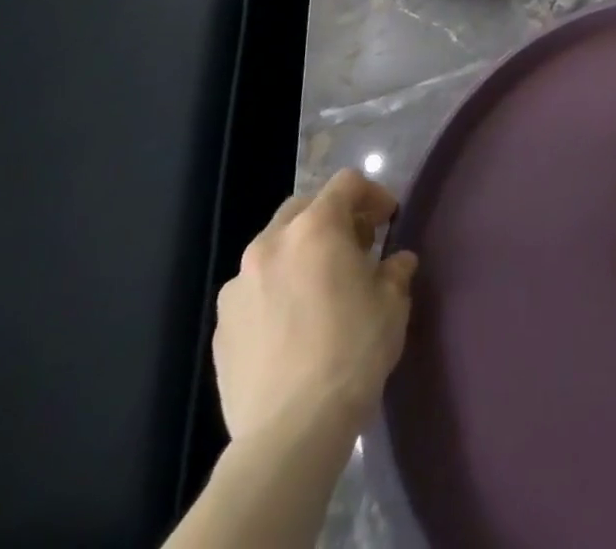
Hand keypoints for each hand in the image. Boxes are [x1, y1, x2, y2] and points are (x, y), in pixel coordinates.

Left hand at [212, 170, 418, 448]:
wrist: (290, 432)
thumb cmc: (352, 351)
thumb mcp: (393, 303)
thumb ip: (394, 270)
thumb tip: (396, 263)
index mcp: (315, 228)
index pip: (347, 183)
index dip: (373, 194)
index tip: (387, 222)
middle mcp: (270, 244)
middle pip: (304, 208)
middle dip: (332, 220)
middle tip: (355, 250)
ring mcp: (238, 286)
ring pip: (273, 249)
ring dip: (299, 256)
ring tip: (319, 291)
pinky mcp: (220, 327)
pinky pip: (253, 291)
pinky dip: (275, 292)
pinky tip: (292, 327)